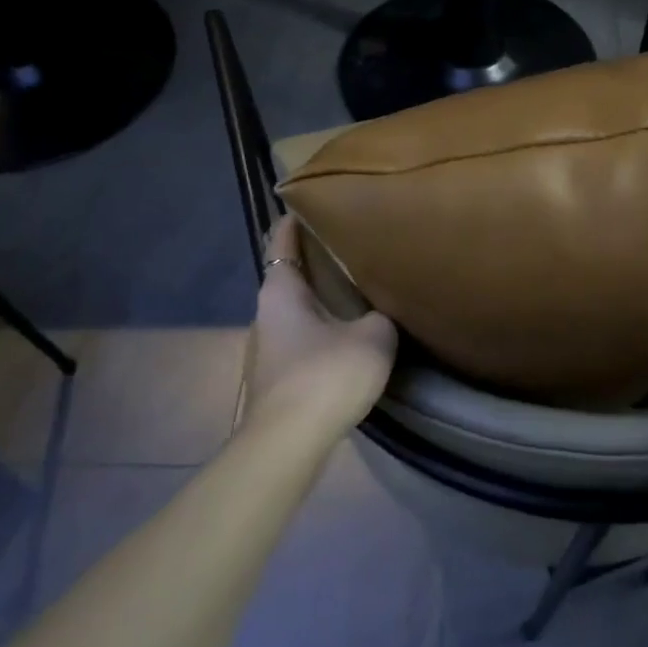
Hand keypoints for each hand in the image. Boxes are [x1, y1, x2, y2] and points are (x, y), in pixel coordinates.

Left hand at [240, 218, 397, 438]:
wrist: (289, 444)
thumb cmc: (327, 375)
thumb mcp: (374, 336)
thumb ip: (381, 314)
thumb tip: (382, 310)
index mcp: (281, 291)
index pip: (282, 240)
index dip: (297, 219)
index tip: (316, 202)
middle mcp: (266, 314)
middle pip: (290, 275)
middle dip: (317, 260)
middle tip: (354, 246)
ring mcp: (267, 348)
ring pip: (296, 310)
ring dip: (321, 299)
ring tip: (358, 290)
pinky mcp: (277, 377)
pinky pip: (302, 338)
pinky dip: (322, 329)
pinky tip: (349, 337)